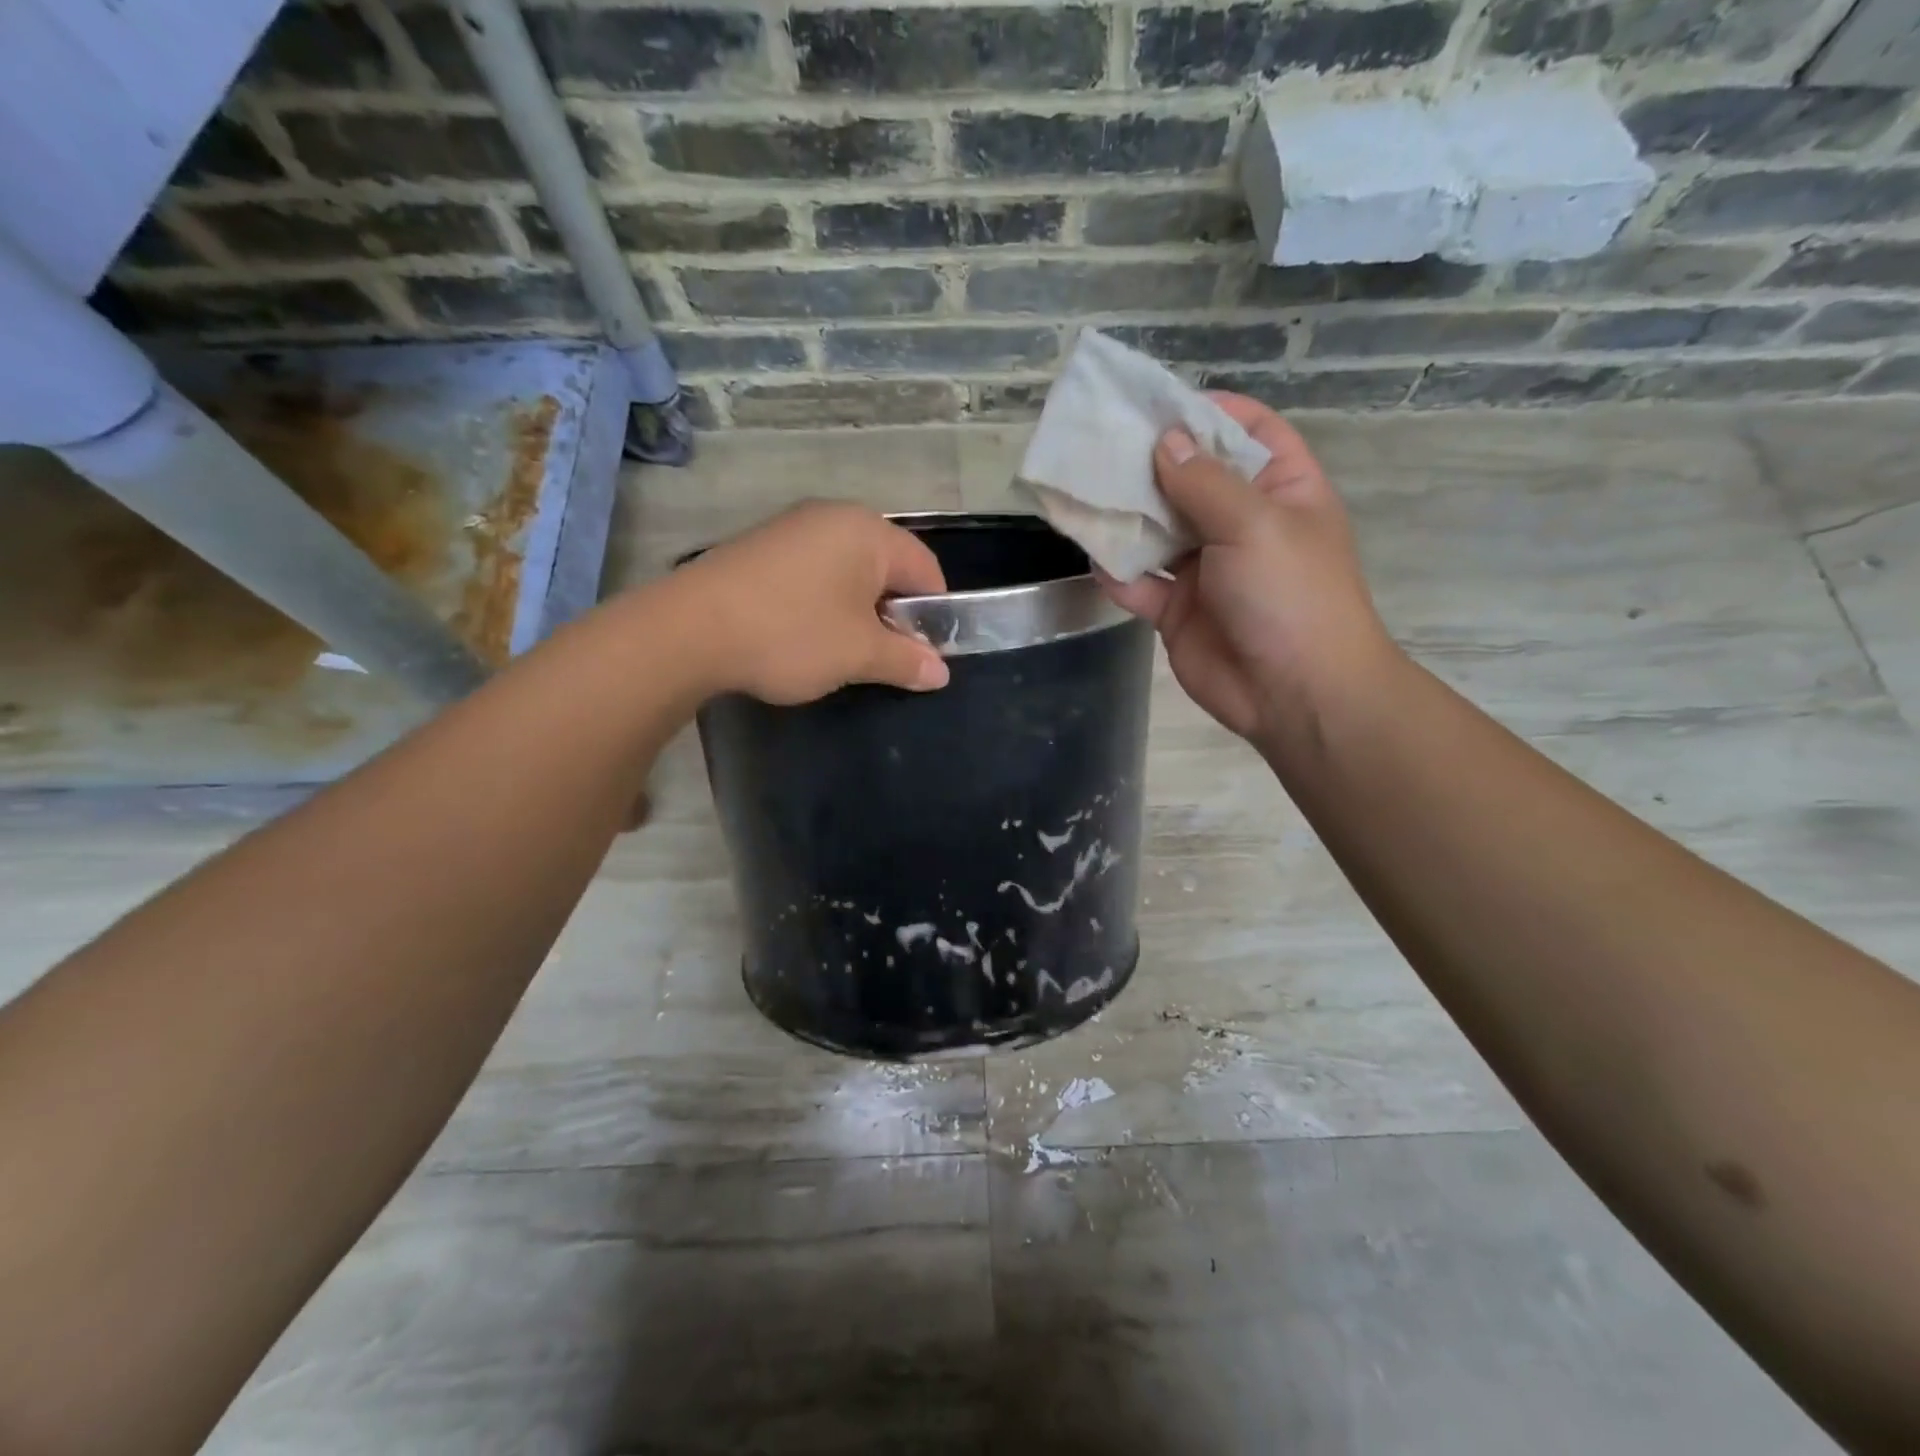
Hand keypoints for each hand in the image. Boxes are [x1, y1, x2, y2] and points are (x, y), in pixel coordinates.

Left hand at [678, 500, 950, 703]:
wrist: (691, 630)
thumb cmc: (792, 634)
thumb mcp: (859, 655)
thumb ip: (906, 660)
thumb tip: (940, 672)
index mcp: (869, 532)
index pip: (926, 569)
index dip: (934, 614)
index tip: (923, 655)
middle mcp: (834, 517)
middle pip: (887, 567)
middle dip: (893, 614)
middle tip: (883, 656)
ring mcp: (792, 528)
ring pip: (848, 571)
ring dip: (856, 611)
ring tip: (841, 651)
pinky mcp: (761, 547)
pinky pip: (812, 572)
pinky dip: (822, 602)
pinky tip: (803, 634)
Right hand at [1099, 393, 1398, 742]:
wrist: (1294, 694)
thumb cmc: (1290, 595)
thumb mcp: (1255, 524)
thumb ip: (1204, 482)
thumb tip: (1165, 441)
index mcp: (1281, 489)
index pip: (1247, 432)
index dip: (1206, 412)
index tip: (1155, 403)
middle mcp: (1241, 523)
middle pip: (1190, 479)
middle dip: (1149, 463)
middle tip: (1098, 442)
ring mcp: (1207, 568)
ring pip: (1158, 531)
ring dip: (1125, 516)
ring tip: (1082, 490)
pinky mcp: (1178, 610)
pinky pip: (1141, 584)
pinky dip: (1118, 573)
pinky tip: (1094, 558)